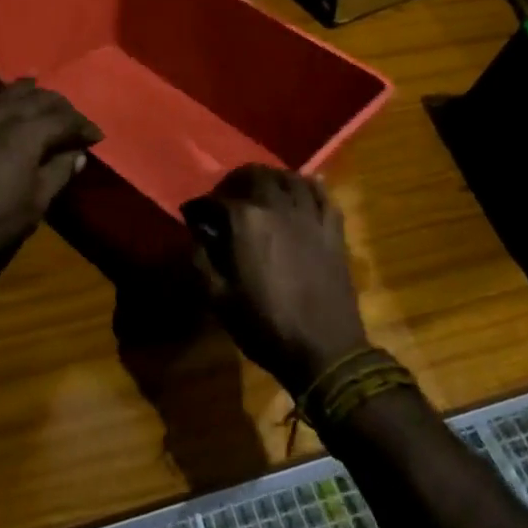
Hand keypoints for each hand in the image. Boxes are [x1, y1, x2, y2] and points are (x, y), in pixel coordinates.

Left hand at [0, 75, 100, 326]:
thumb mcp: (36, 203)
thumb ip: (59, 172)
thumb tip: (78, 154)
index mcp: (27, 134)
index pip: (64, 119)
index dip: (83, 126)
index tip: (96, 136)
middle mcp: (1, 117)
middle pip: (37, 100)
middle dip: (59, 106)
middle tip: (72, 118)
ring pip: (4, 94)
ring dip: (25, 90)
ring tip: (38, 89)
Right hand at [185, 165, 368, 395]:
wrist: (325, 350)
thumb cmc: (266, 326)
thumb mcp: (219, 300)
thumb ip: (201, 260)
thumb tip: (195, 236)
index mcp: (247, 221)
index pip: (217, 199)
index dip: (201, 205)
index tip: (193, 214)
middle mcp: (278, 207)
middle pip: (255, 176)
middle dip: (236, 181)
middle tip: (226, 196)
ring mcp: (310, 215)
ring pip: (290, 178)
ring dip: (271, 177)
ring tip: (262, 188)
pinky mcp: (333, 229)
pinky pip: (323, 195)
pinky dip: (310, 185)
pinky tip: (304, 186)